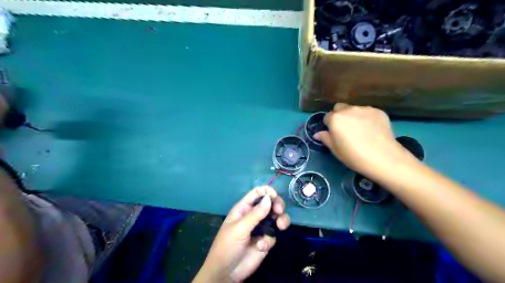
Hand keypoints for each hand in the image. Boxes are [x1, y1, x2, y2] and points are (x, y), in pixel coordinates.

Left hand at [193, 187, 289, 281]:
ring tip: (281, 226)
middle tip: (279, 211)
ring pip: (276, 218)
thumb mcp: (239, 228)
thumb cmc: (227, 246)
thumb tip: (269, 198)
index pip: (257, 193)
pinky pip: (274, 235)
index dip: (267, 192)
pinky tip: (261, 247)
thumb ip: (255, 214)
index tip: (275, 197)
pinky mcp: (266, 241)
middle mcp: (254, 215)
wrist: (227, 273)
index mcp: (244, 208)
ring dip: (281, 220)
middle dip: (277, 205)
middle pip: (270, 203)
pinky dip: (270, 241)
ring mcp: (261, 228)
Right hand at [314, 104, 418, 181]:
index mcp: (335, 119)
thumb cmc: (354, 156)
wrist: (383, 158)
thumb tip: (317, 134)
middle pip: (339, 108)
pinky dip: (366, 118)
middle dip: (339, 116)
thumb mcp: (335, 150)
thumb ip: (325, 138)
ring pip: (354, 109)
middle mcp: (348, 110)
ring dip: (353, 116)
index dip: (329, 126)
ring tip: (361, 131)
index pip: (327, 117)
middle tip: (346, 130)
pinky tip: (372, 130)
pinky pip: (367, 112)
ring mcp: (365, 109)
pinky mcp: (378, 111)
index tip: (334, 134)